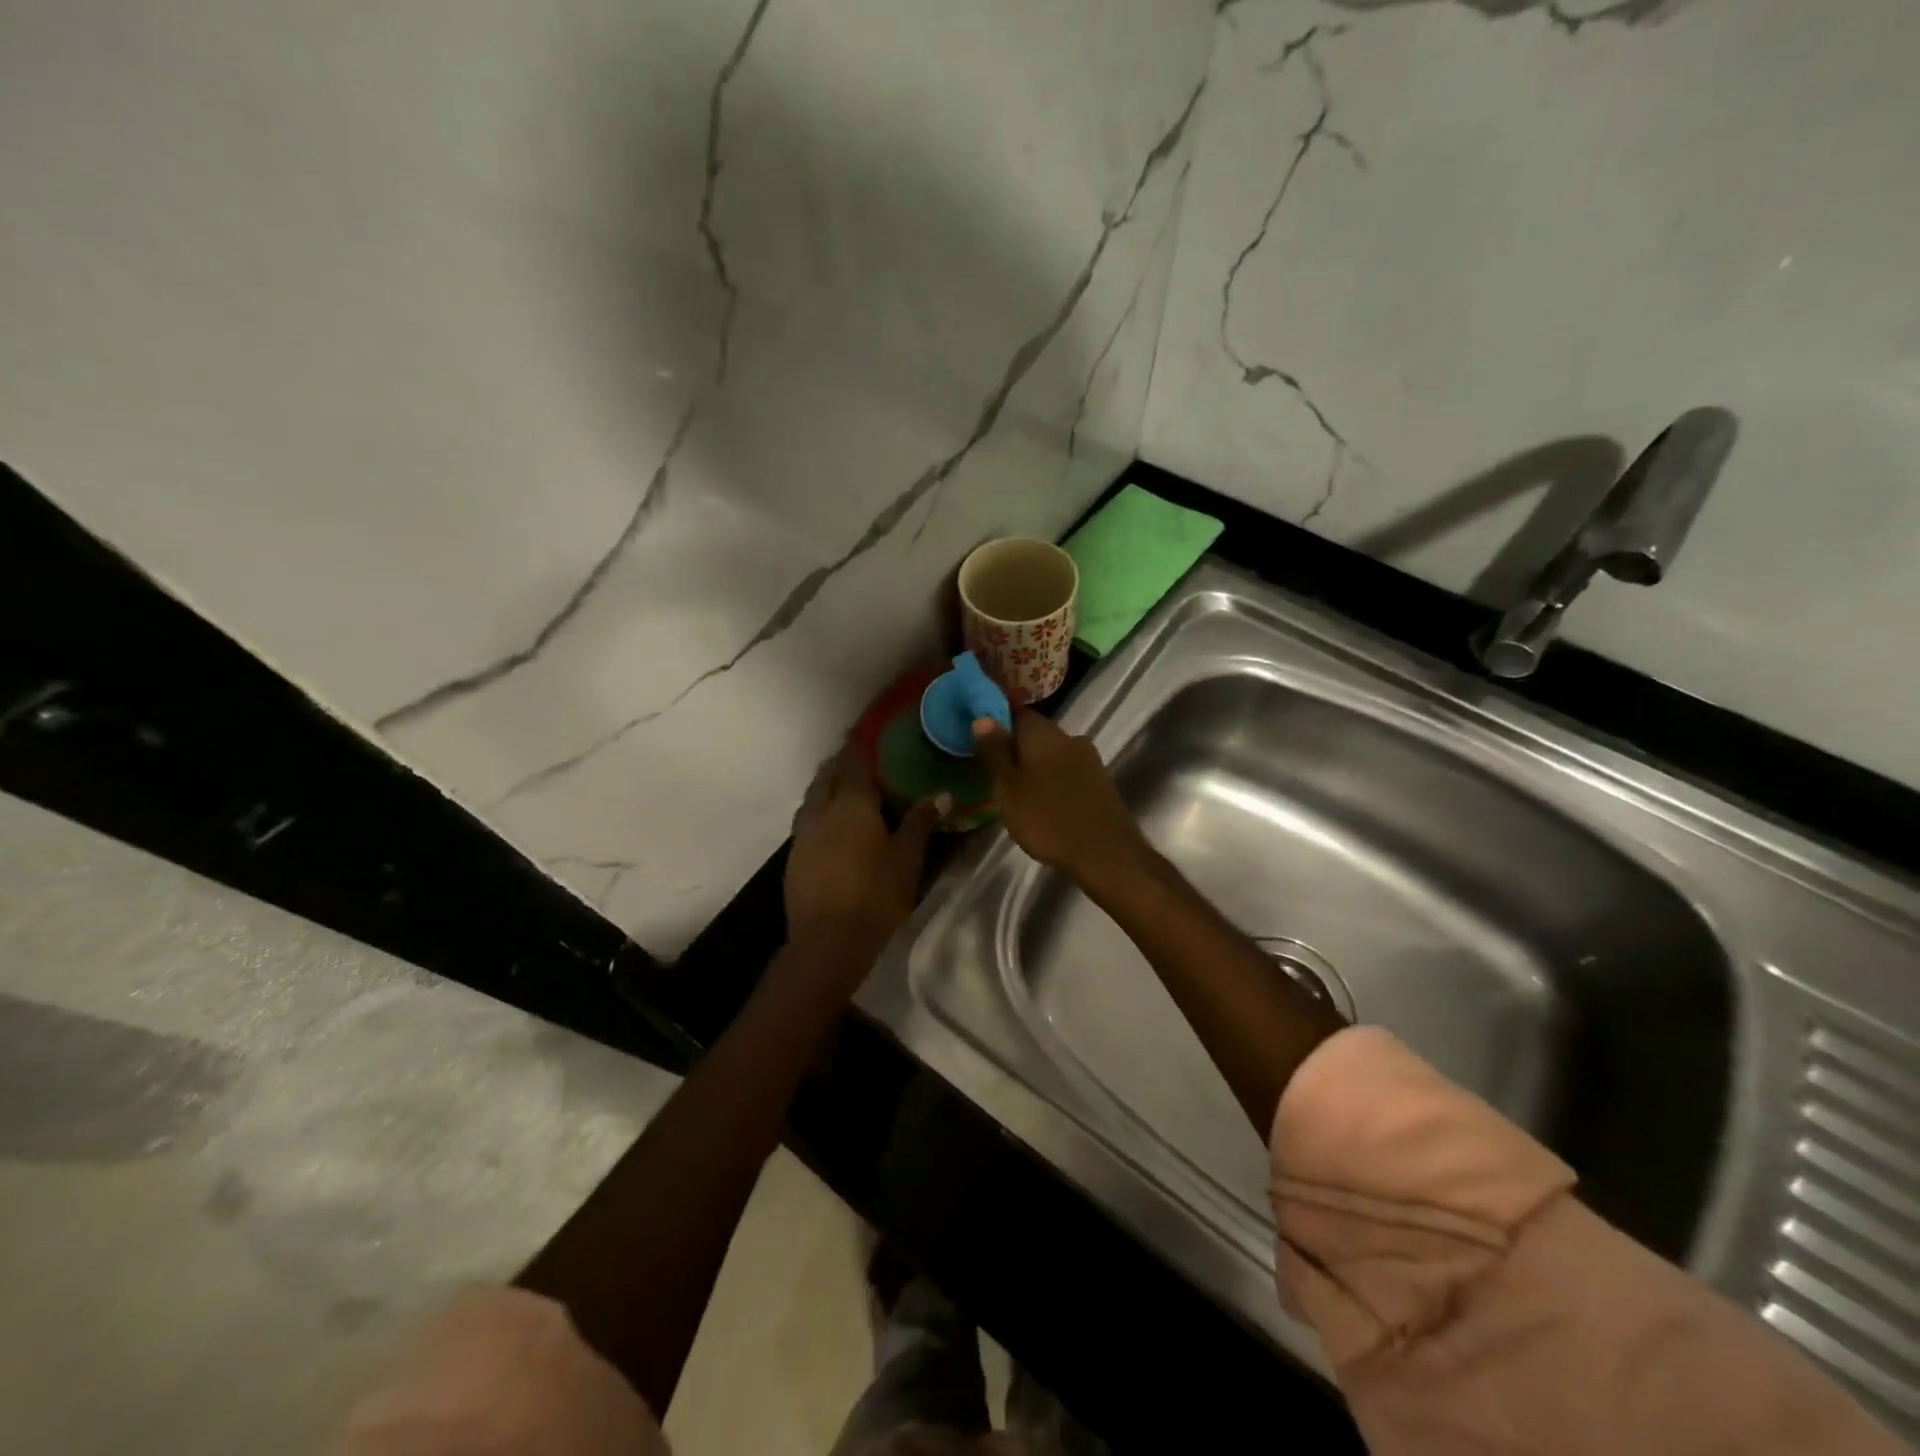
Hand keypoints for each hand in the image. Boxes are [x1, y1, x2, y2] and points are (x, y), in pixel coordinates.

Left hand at [785, 742, 944, 963]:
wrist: (828, 941)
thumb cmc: (875, 895)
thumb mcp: (907, 858)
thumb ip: (921, 822)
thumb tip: (942, 794)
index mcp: (852, 804)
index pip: (853, 763)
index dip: (857, 745)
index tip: (861, 731)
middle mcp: (822, 811)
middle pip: (827, 777)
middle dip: (839, 764)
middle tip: (855, 759)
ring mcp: (803, 835)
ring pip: (812, 798)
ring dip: (825, 787)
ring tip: (842, 789)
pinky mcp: (794, 858)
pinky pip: (806, 822)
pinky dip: (818, 812)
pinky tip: (830, 827)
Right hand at [971, 711, 1148, 883]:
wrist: (1105, 852)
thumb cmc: (1047, 817)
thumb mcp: (1008, 787)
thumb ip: (994, 752)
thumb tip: (982, 718)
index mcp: (1043, 732)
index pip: (1014, 712)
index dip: (995, 724)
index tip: (978, 742)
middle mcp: (1068, 737)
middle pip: (1034, 734)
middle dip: (1014, 749)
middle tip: (992, 773)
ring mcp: (1088, 759)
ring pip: (1051, 754)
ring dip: (1033, 767)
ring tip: (1014, 792)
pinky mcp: (1098, 782)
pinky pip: (1066, 772)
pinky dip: (1051, 781)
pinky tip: (1041, 802)